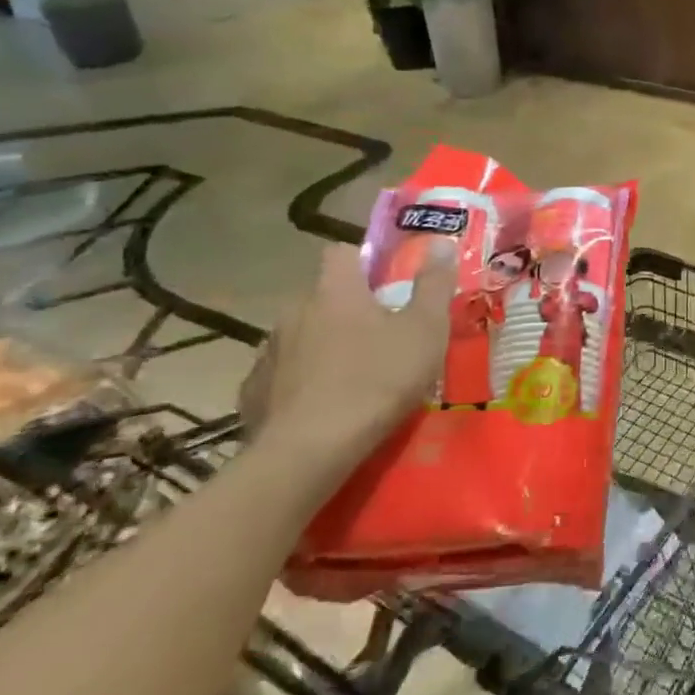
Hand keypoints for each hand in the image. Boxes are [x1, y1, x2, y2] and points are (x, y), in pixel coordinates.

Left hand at [237, 240, 457, 483]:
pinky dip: (301, 381)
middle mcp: (295, 312)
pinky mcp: (253, 392)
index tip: (386, 281)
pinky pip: (282, 374)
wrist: (310, 451)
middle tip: (381, 334)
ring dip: (324, 345)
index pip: (341, 252)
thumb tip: (441, 242)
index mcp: (336, 291)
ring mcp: (269, 352)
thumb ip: (434, 285)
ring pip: (301, 335)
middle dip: (347, 309)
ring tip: (353, 374)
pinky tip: (321, 405)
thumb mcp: (425, 330)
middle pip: (323, 296)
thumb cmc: (378, 380)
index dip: (363, 260)